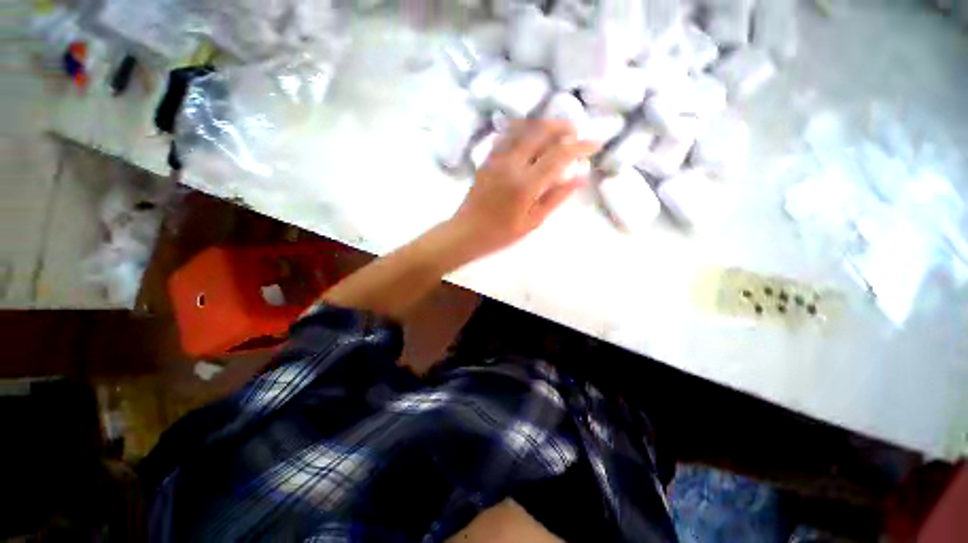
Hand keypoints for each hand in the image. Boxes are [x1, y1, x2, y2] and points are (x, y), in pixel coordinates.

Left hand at [447, 120, 598, 259]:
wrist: (466, 232)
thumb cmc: (501, 234)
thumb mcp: (532, 221)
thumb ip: (556, 197)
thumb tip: (581, 177)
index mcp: (526, 184)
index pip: (559, 154)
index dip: (580, 146)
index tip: (595, 144)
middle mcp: (511, 164)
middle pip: (542, 131)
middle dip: (564, 127)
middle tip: (577, 135)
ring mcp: (496, 158)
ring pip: (524, 128)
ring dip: (545, 125)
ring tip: (558, 133)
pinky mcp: (487, 159)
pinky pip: (508, 135)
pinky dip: (524, 130)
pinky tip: (531, 138)